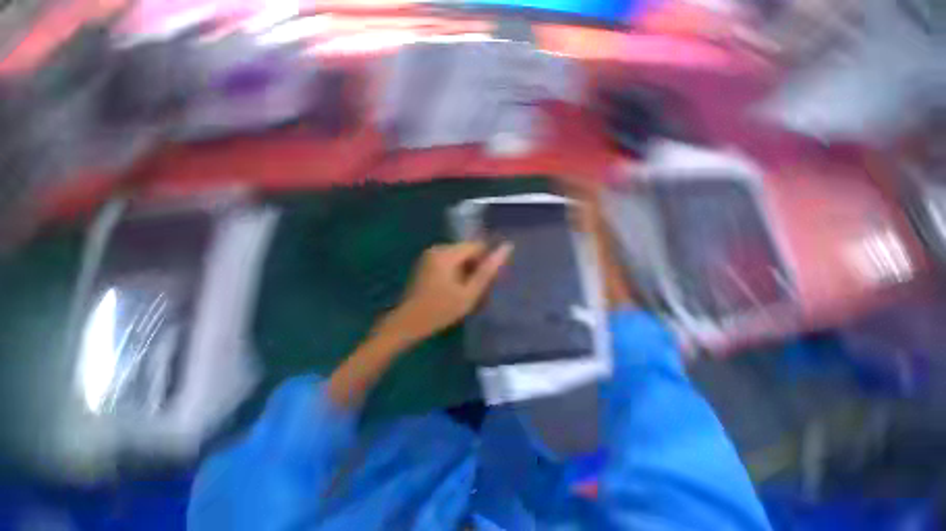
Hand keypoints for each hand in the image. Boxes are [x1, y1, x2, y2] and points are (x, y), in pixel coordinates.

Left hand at [382, 242, 512, 343]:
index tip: (489, 279)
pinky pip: (449, 261)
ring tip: (468, 291)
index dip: (487, 261)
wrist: (408, 322)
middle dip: (476, 266)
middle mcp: (437, 248)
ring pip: (459, 257)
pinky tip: (456, 289)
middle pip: (467, 250)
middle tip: (479, 289)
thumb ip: (487, 271)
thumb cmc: (440, 310)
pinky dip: (456, 272)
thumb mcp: (469, 293)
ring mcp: (429, 255)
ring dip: (467, 270)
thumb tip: (506, 247)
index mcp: (447, 253)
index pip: (477, 246)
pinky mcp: (426, 263)